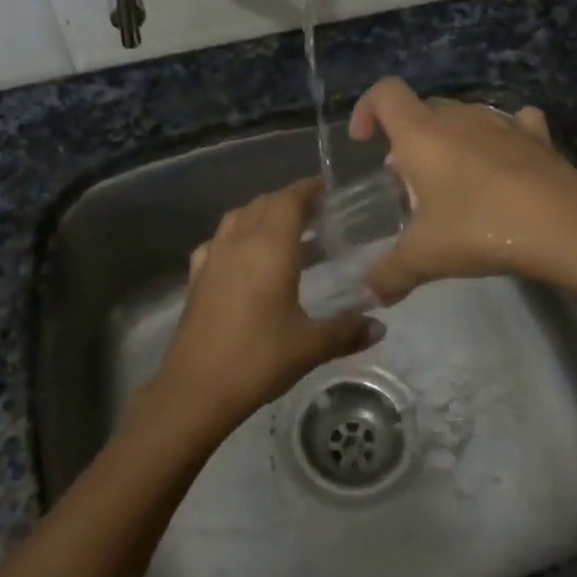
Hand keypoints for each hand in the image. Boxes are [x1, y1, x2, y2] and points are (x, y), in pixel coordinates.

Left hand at [139, 180, 378, 438]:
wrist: (195, 387)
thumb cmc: (258, 359)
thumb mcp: (310, 346)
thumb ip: (347, 331)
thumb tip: (380, 326)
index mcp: (270, 248)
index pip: (289, 200)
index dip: (308, 189)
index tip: (326, 189)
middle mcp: (239, 242)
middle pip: (263, 204)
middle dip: (288, 201)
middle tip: (315, 212)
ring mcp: (212, 257)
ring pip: (238, 217)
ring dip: (261, 214)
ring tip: (283, 230)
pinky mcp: (195, 276)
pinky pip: (218, 240)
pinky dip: (235, 235)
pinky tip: (243, 256)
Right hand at [347, 78, 576, 303]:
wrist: (569, 228)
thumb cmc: (482, 229)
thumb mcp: (424, 258)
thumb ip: (388, 273)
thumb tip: (369, 293)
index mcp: (423, 134)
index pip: (385, 93)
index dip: (366, 109)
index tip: (364, 142)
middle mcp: (460, 118)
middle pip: (422, 109)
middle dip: (406, 139)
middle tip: (406, 184)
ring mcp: (503, 124)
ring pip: (463, 118)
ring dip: (448, 142)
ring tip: (451, 185)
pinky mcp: (538, 139)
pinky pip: (511, 125)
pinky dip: (498, 139)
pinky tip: (502, 165)